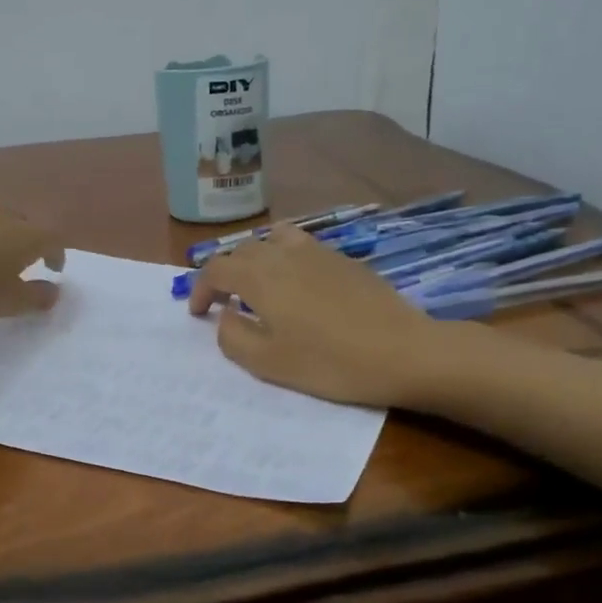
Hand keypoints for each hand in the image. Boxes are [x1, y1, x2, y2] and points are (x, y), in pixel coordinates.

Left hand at [0, 197, 66, 317]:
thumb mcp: (8, 302)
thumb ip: (36, 298)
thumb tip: (54, 291)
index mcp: (25, 235)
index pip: (52, 239)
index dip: (57, 254)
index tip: (54, 268)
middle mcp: (0, 212)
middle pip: (21, 223)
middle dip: (24, 241)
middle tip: (18, 261)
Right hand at [188, 225, 449, 405]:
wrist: (402, 352)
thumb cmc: (328, 362)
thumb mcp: (268, 363)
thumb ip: (233, 336)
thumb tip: (225, 315)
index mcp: (260, 276)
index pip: (216, 268)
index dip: (200, 288)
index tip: (199, 313)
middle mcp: (284, 253)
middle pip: (243, 250)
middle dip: (226, 273)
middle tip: (226, 303)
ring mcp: (318, 252)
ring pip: (274, 240)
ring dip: (258, 259)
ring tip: (261, 286)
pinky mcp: (345, 260)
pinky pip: (303, 247)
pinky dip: (287, 259)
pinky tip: (301, 288)